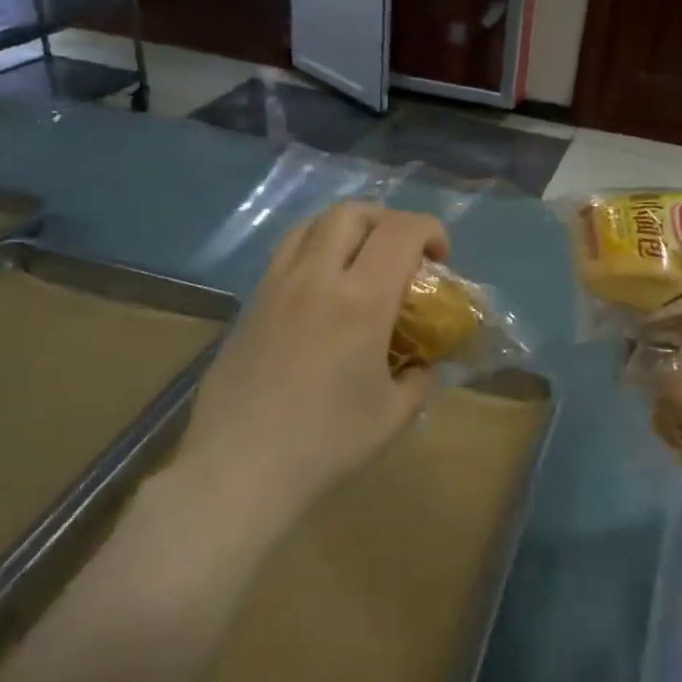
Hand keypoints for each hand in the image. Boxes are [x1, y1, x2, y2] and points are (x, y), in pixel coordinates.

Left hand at [175, 202, 448, 523]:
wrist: (240, 468)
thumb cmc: (326, 443)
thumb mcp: (394, 416)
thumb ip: (419, 379)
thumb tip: (423, 364)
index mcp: (360, 300)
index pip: (401, 232)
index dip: (430, 230)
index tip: (441, 258)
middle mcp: (315, 278)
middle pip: (352, 212)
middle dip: (387, 220)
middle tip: (402, 254)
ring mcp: (275, 287)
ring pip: (311, 225)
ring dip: (346, 229)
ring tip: (360, 262)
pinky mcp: (249, 304)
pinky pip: (285, 254)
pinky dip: (314, 251)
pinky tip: (321, 292)